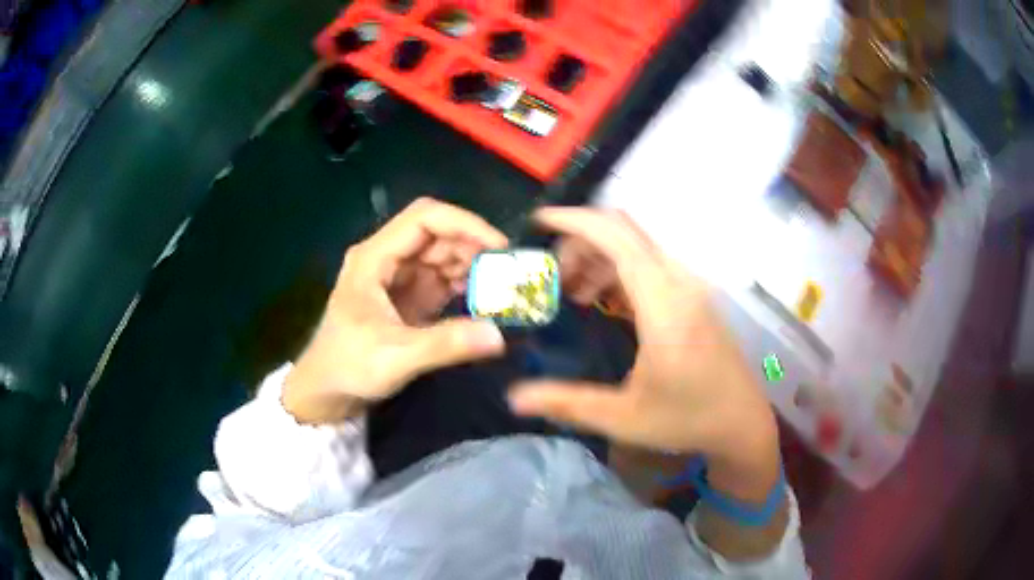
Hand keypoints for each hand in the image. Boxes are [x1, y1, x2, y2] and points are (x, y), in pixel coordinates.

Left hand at [284, 198, 507, 423]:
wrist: (325, 392)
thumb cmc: (348, 367)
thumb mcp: (395, 357)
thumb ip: (445, 345)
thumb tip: (498, 336)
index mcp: (374, 257)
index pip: (424, 219)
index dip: (464, 224)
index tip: (499, 247)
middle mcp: (387, 259)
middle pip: (437, 235)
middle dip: (473, 248)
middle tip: (508, 273)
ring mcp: (398, 278)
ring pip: (443, 256)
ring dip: (472, 268)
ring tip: (502, 289)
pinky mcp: (408, 298)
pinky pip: (443, 281)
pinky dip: (465, 286)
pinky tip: (484, 302)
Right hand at [510, 208, 779, 501]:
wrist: (742, 421)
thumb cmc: (687, 419)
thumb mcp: (622, 417)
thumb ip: (566, 403)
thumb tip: (513, 397)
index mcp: (664, 303)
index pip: (616, 236)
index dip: (574, 220)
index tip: (538, 222)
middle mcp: (680, 281)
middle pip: (625, 231)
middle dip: (580, 240)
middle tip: (550, 274)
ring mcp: (691, 285)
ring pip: (638, 244)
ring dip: (600, 254)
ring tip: (573, 291)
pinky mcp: (695, 294)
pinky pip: (651, 262)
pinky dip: (619, 267)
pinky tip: (603, 299)